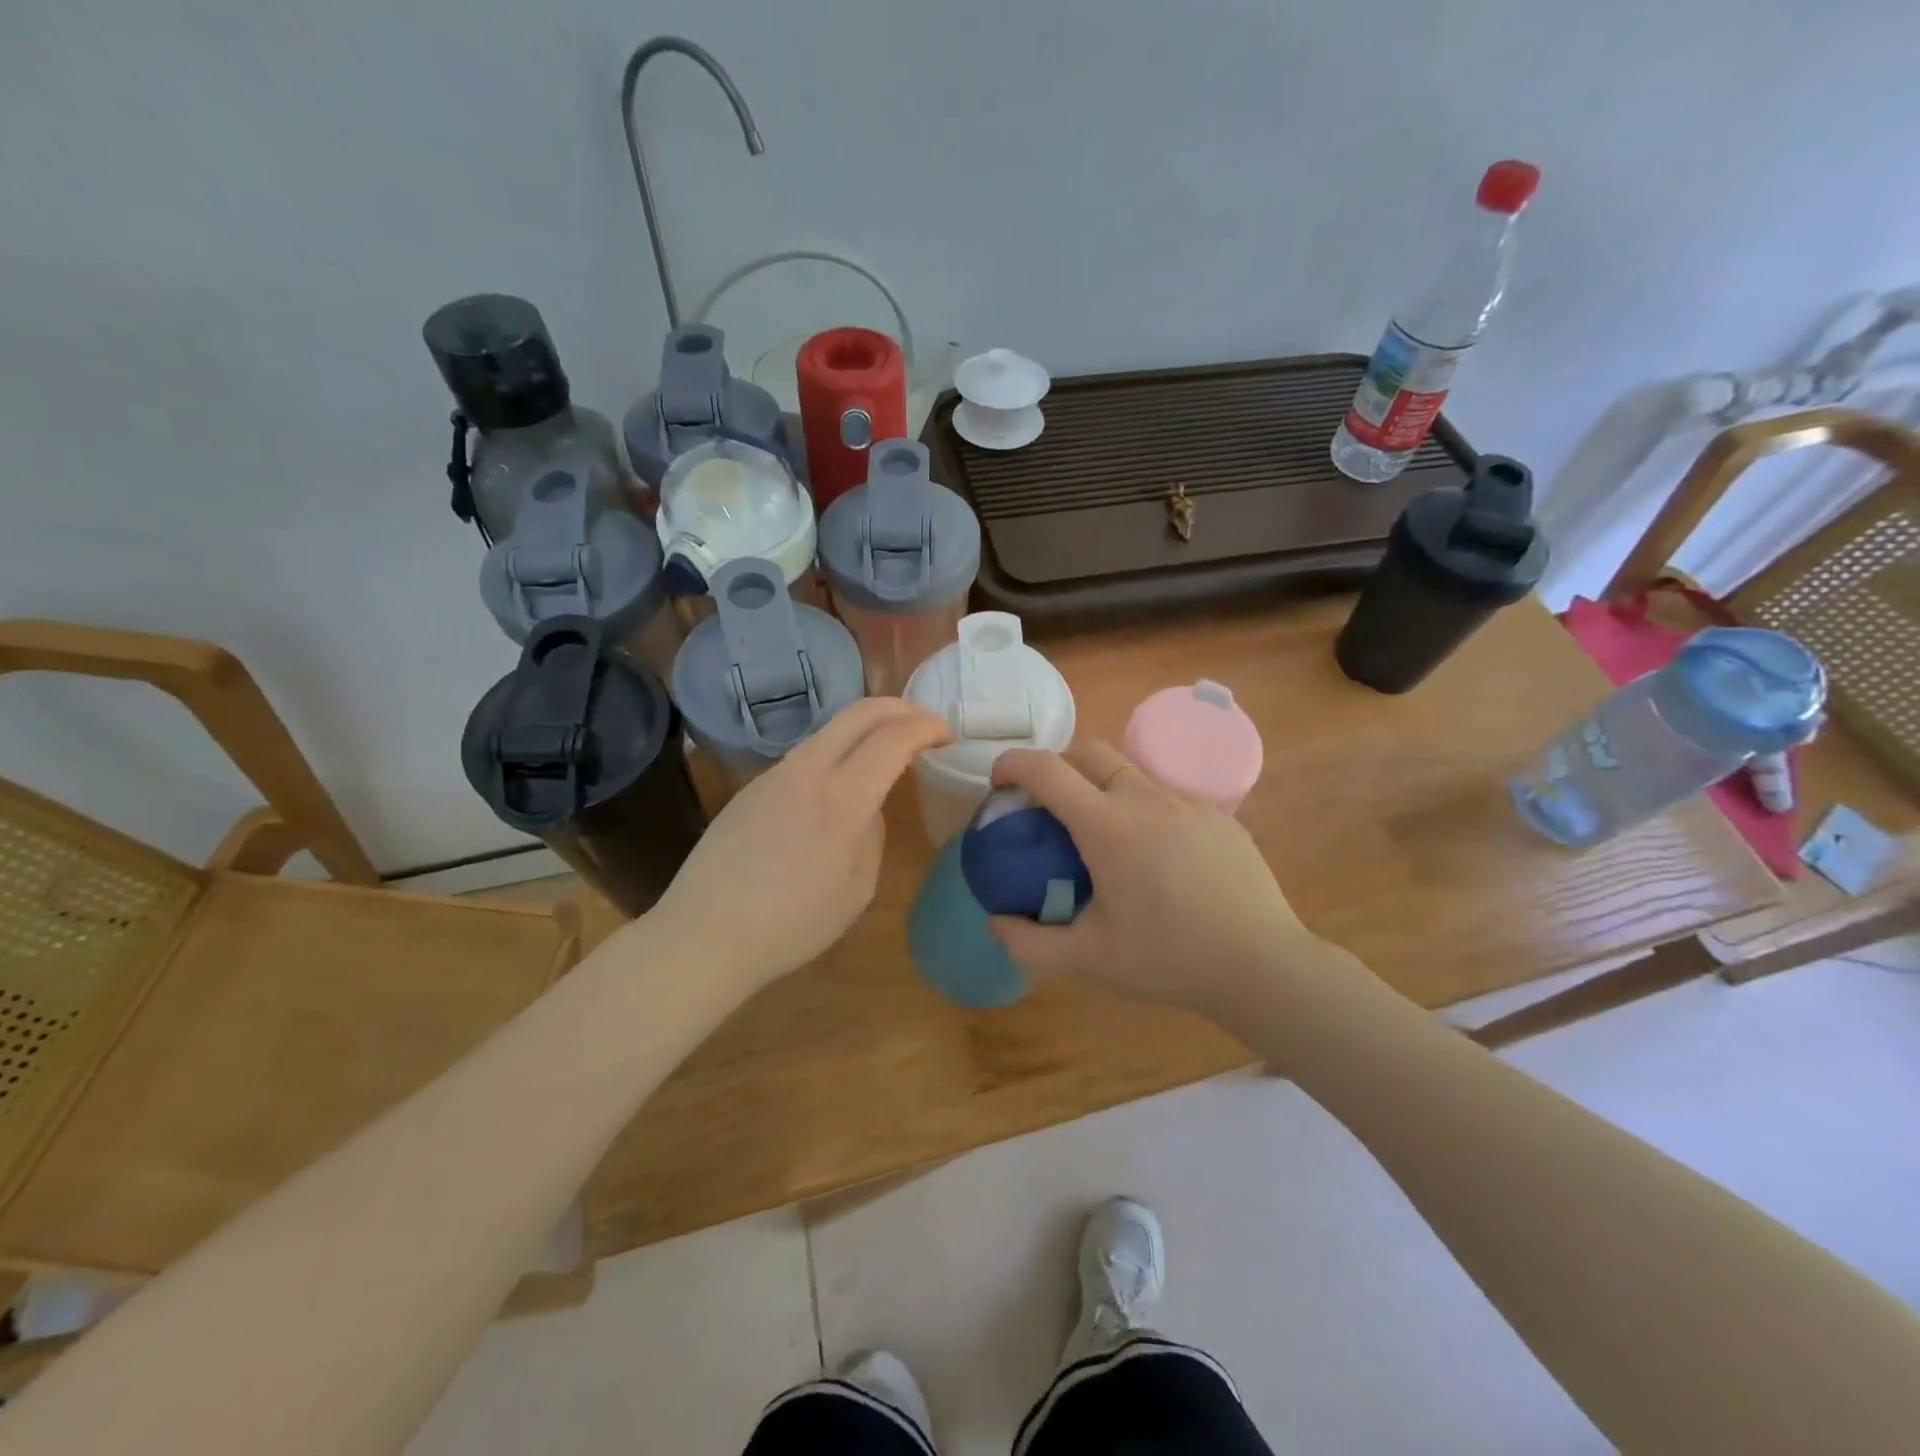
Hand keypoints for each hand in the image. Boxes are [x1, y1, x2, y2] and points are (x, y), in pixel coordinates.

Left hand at [651, 698, 951, 995]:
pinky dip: (837, 755)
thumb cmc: (792, 924)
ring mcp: (774, 774)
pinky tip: (837, 789)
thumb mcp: (856, 890)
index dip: (926, 727)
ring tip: (885, 754)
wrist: (705, 934)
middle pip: (859, 712)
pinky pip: (806, 757)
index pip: (894, 738)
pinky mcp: (752, 787)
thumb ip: (871, 836)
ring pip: (830, 731)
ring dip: (866, 730)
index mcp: (842, 798)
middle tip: (924, 725)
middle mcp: (807, 770)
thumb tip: (866, 810)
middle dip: (900, 709)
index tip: (946, 736)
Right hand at [986, 741, 1323, 1020]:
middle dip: (1057, 765)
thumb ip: (1029, 943)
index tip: (998, 781)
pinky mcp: (1219, 816)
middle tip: (1048, 807)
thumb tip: (995, 921)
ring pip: (1130, 772)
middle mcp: (1145, 798)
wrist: (1262, 965)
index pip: (1046, 770)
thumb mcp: (1088, 959)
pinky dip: (1142, 810)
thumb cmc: (1169, 958)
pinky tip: (1156, 859)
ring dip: (1101, 786)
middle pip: (1088, 751)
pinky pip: (1167, 797)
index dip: (1012, 764)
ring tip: (1102, 836)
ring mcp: (1187, 803)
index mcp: (1107, 825)